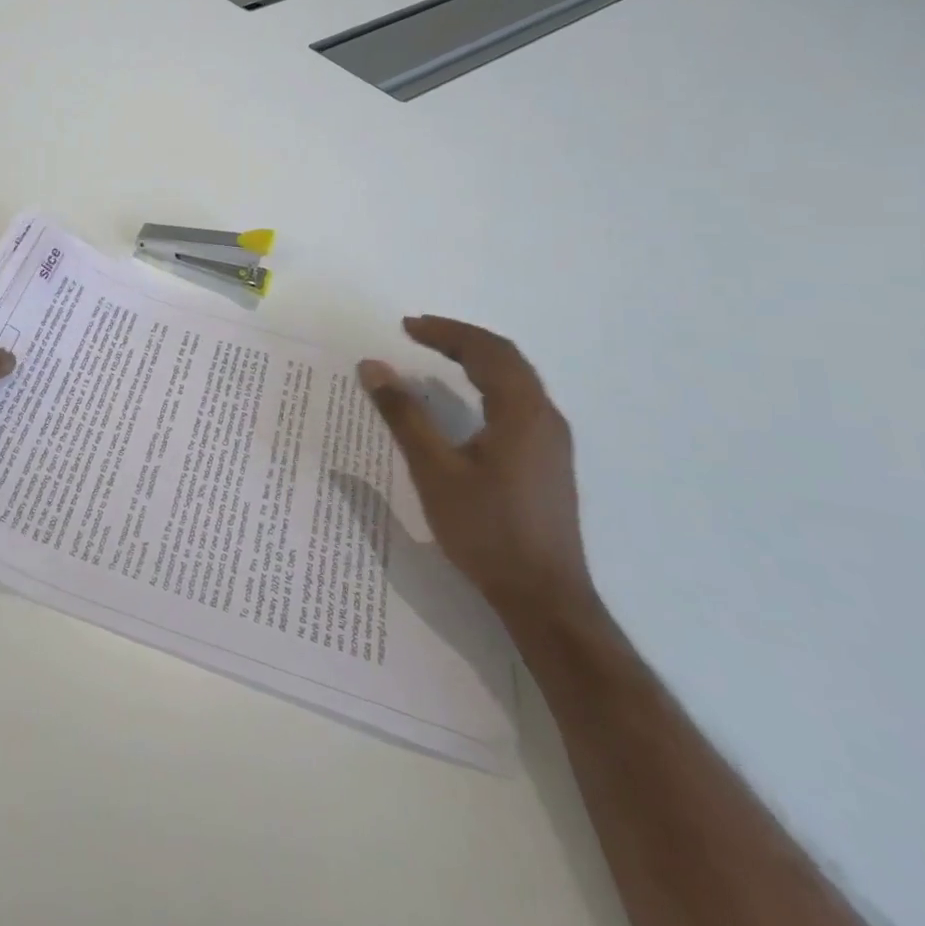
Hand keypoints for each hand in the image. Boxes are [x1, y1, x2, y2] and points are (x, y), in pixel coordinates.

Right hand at [358, 316, 595, 623]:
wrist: (545, 599)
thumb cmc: (487, 530)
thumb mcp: (434, 470)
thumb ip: (404, 414)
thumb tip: (372, 366)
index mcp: (523, 412)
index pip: (487, 351)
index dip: (446, 332)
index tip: (406, 326)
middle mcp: (545, 418)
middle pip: (506, 359)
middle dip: (460, 339)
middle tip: (418, 333)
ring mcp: (552, 442)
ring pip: (516, 380)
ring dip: (476, 359)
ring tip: (437, 356)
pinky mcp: (548, 462)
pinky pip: (519, 401)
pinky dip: (488, 383)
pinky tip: (466, 401)